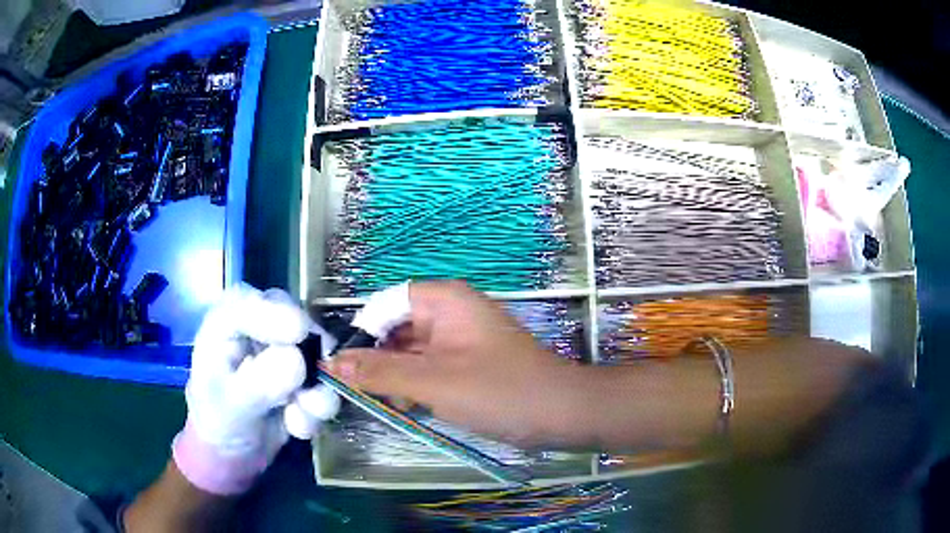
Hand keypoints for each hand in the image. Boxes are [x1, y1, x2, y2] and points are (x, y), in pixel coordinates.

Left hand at [173, 284, 339, 495]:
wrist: (235, 452)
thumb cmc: (217, 422)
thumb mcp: (230, 408)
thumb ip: (257, 384)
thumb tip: (296, 358)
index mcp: (225, 323)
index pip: (247, 302)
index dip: (274, 313)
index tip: (299, 333)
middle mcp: (257, 326)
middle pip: (292, 317)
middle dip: (307, 354)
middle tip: (307, 387)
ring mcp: (284, 347)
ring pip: (317, 351)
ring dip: (317, 390)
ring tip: (299, 420)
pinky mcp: (306, 371)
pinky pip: (327, 381)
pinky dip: (318, 407)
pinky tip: (298, 425)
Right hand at [324, 281, 578, 446]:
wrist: (561, 414)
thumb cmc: (498, 390)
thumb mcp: (432, 381)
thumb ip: (380, 371)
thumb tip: (332, 362)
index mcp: (443, 300)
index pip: (384, 303)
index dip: (362, 331)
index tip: (344, 365)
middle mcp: (450, 313)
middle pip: (396, 328)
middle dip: (378, 359)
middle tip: (362, 392)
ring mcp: (460, 340)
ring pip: (411, 351)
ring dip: (396, 376)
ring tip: (390, 404)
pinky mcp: (467, 364)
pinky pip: (429, 367)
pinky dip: (416, 385)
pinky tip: (412, 407)